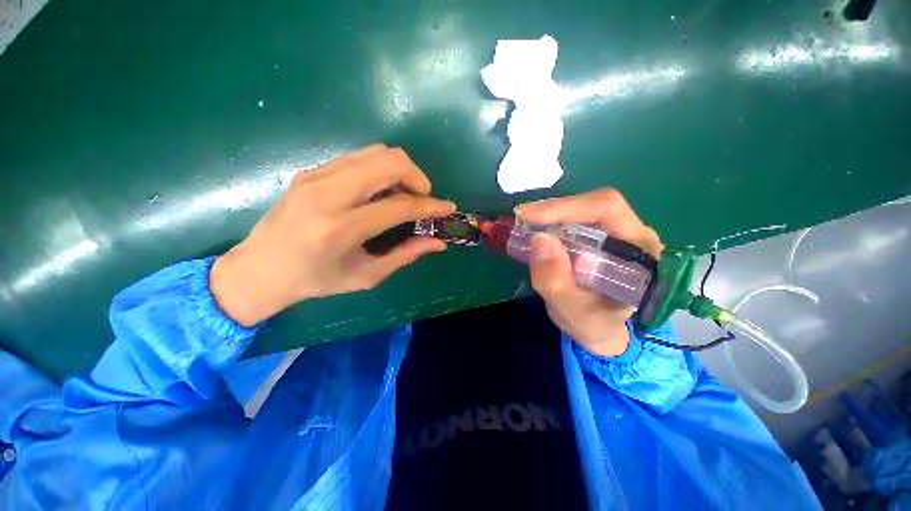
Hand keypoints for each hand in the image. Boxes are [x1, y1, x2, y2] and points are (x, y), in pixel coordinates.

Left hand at [210, 144, 455, 326]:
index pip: (399, 206)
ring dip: (400, 171)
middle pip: (389, 161)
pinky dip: (380, 170)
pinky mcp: (312, 170)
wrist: (259, 268)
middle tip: (422, 199)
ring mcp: (317, 176)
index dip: (430, 206)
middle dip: (417, 177)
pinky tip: (380, 191)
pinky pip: (359, 157)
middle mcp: (328, 194)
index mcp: (340, 229)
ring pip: (376, 152)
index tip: (448, 208)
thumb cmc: (315, 280)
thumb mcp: (365, 276)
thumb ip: (405, 254)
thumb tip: (438, 242)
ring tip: (403, 195)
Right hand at [515, 189, 662, 356]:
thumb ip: (556, 281)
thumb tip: (539, 238)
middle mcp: (632, 232)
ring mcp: (615, 231)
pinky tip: (532, 231)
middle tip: (518, 221)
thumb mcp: (573, 311)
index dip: (564, 207)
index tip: (526, 216)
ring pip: (579, 209)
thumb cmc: (595, 324)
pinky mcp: (598, 235)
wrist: (602, 328)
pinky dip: (548, 223)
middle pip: (591, 204)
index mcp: (641, 250)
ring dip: (547, 216)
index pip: (606, 209)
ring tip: (521, 227)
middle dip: (550, 211)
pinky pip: (572, 220)